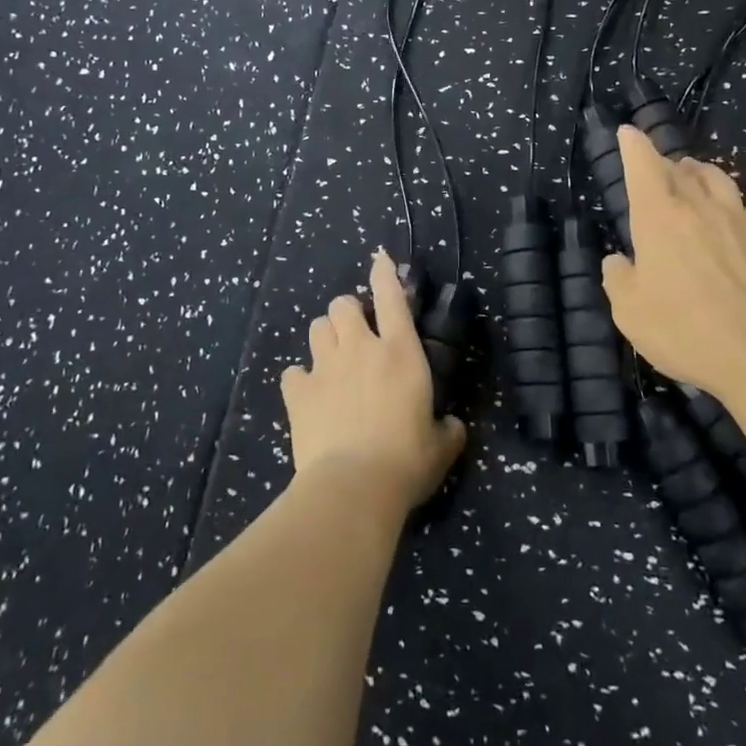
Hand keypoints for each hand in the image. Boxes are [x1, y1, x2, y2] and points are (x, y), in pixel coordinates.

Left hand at [281, 250, 467, 513]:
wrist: (353, 487)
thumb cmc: (406, 461)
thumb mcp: (441, 447)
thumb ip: (448, 429)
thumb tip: (452, 426)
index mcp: (400, 352)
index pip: (391, 297)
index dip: (385, 273)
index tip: (379, 259)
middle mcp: (361, 349)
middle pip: (343, 304)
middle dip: (348, 311)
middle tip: (357, 334)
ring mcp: (325, 367)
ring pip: (317, 327)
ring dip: (326, 336)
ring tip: (333, 358)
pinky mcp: (298, 393)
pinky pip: (293, 372)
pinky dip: (300, 379)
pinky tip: (308, 395)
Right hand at [601, 124, 745, 396]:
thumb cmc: (684, 330)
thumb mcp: (629, 312)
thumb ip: (619, 278)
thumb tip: (619, 261)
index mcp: (658, 217)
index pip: (642, 165)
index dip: (633, 145)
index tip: (628, 132)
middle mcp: (700, 207)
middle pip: (680, 170)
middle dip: (665, 163)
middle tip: (659, 167)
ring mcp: (741, 220)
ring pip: (718, 180)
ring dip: (701, 175)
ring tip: (695, 180)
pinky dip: (731, 207)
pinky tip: (732, 224)